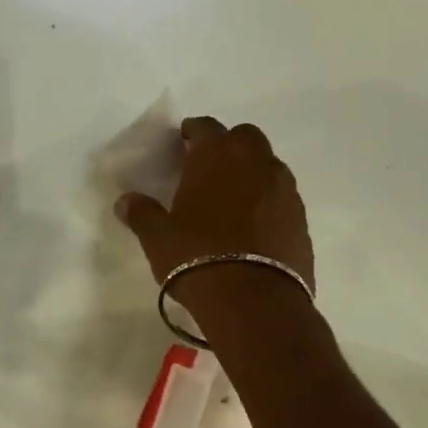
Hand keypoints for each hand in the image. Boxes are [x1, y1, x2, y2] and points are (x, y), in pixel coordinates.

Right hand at [115, 117, 314, 288]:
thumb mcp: (157, 237)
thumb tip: (125, 201)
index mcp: (217, 156)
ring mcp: (284, 189)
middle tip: (208, 165)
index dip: (193, 131)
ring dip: (250, 171)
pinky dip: (266, 200)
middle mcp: (256, 162)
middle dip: (228, 144)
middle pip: (245, 137)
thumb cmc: (196, 256)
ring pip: (268, 164)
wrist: (254, 301)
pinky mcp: (301, 218)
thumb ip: (141, 213)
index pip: (206, 127)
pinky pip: (281, 196)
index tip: (182, 142)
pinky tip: (251, 223)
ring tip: (230, 196)